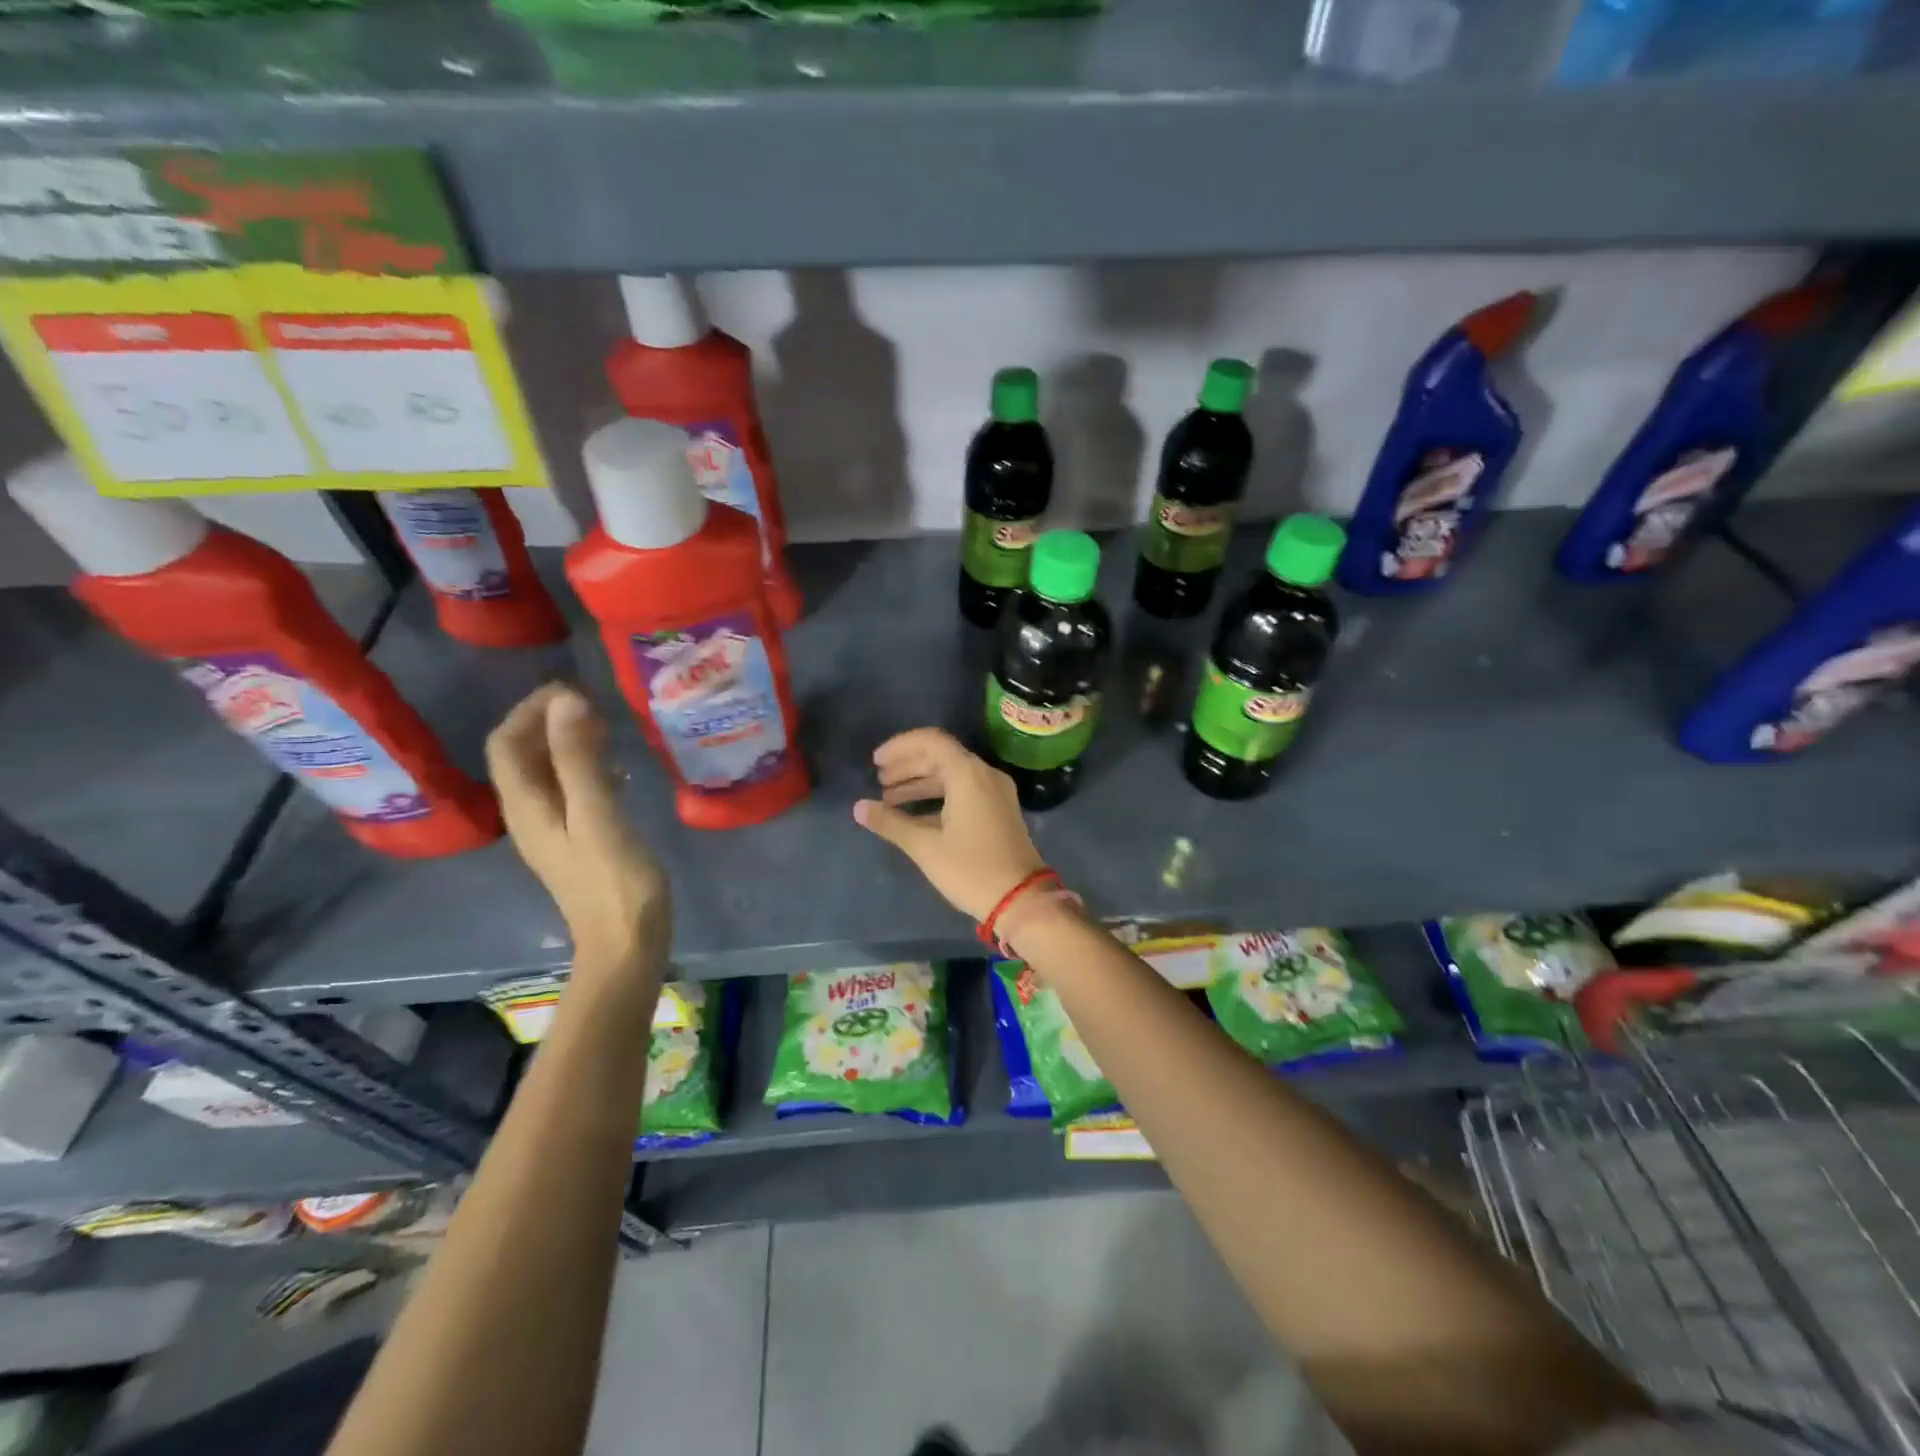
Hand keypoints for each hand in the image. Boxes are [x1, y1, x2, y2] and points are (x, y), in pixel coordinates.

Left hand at [486, 683, 669, 979]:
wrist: (626, 942)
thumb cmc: (614, 880)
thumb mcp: (598, 815)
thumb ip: (579, 759)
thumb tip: (566, 700)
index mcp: (526, 807)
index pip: (507, 743)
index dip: (530, 710)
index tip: (573, 689)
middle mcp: (530, 814)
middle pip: (523, 755)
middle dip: (549, 721)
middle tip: (593, 703)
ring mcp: (554, 829)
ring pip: (548, 772)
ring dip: (568, 742)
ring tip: (606, 726)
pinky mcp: (578, 839)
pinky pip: (572, 790)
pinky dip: (587, 767)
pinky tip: (619, 769)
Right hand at [853, 728, 1045, 920]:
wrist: (1021, 900)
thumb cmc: (971, 869)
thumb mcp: (925, 847)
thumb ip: (890, 823)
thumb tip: (859, 807)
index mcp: (968, 774)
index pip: (930, 741)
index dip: (900, 747)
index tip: (876, 762)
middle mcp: (984, 775)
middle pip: (940, 756)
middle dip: (907, 766)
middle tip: (879, 781)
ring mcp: (995, 792)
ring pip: (951, 775)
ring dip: (920, 782)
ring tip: (888, 799)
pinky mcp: (998, 810)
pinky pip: (963, 791)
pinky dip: (937, 797)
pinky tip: (913, 816)